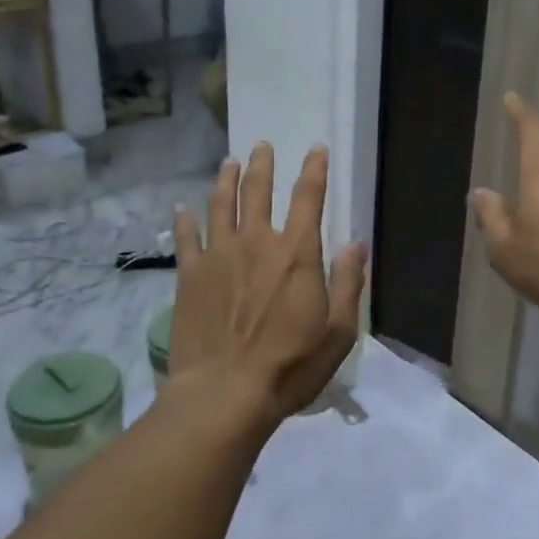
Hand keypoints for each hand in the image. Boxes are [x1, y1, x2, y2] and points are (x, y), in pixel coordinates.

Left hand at [171, 143, 367, 423]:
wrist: (225, 393)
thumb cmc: (291, 365)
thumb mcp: (339, 331)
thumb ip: (349, 283)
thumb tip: (356, 243)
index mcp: (296, 253)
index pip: (308, 198)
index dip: (314, 170)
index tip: (316, 149)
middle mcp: (256, 243)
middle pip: (258, 192)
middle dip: (263, 165)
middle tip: (263, 146)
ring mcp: (218, 256)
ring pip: (220, 205)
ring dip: (226, 180)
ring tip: (229, 162)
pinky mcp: (189, 276)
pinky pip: (186, 239)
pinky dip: (184, 220)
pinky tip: (181, 208)